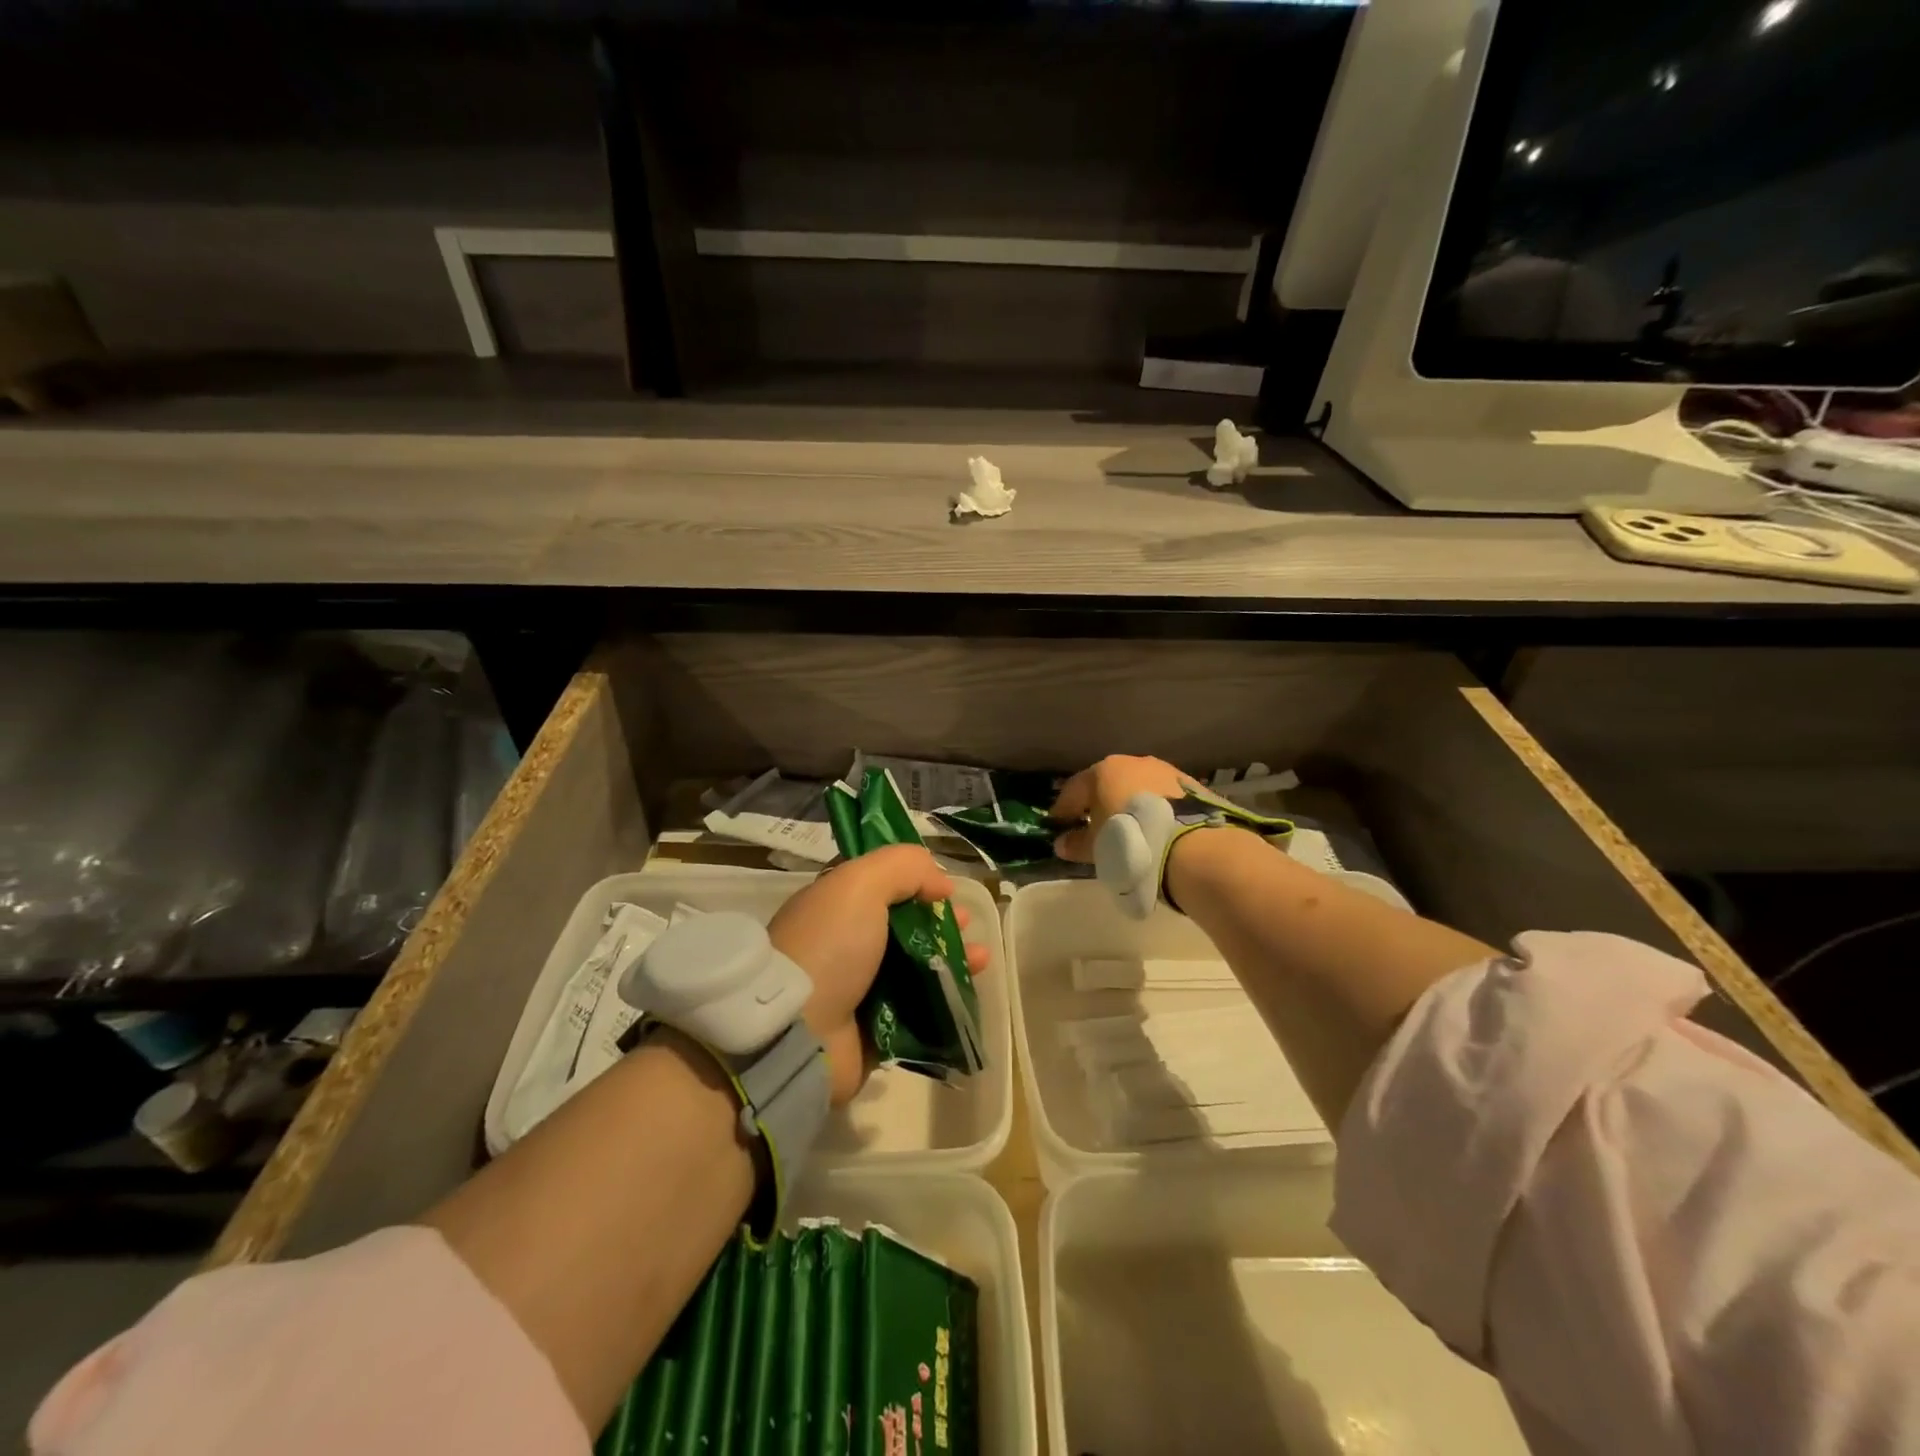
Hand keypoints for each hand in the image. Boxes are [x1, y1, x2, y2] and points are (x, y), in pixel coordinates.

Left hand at [768, 844, 989, 1104]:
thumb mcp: (860, 883)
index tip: (945, 888)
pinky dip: (947, 997)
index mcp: (834, 907)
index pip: (881, 886)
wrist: (797, 1034)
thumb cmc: (829, 946)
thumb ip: (903, 867)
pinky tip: (970, 989)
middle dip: (941, 921)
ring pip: (917, 968)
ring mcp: (860, 991)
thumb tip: (941, 882)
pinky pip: (920, 1010)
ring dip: (952, 958)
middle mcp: (845, 945)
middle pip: (905, 926)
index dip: (917, 882)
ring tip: (981, 958)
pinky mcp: (876, 1032)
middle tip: (966, 924)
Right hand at [1048, 755, 1197, 862]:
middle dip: (1097, 801)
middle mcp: (1132, 762)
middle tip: (1092, 823)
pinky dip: (1152, 807)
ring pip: (1136, 786)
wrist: (1189, 845)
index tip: (1058, 824)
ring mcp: (1164, 770)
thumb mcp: (1096, 848)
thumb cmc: (1127, 839)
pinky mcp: (1190, 784)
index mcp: (1102, 772)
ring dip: (1127, 802)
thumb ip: (1076, 844)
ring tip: (1127, 826)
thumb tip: (1062, 843)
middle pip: (1106, 782)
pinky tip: (1153, 825)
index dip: (1063, 808)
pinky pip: (1161, 795)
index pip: (1073, 789)